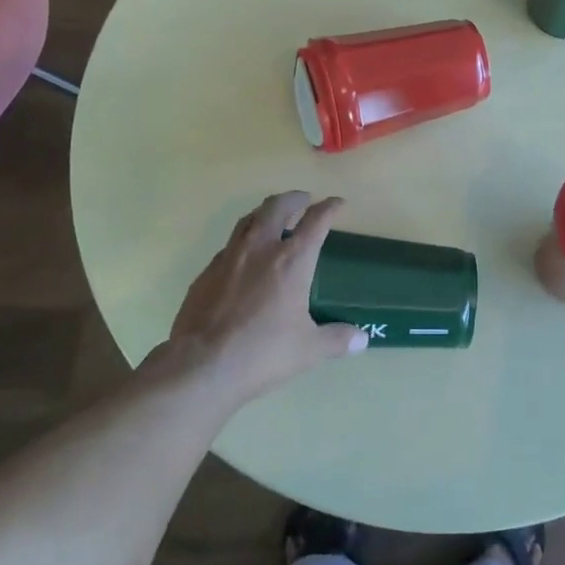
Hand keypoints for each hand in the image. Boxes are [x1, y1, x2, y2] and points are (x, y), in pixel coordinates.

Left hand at [162, 193, 364, 406]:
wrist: (201, 366)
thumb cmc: (262, 352)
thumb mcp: (308, 350)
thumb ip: (337, 339)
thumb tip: (362, 339)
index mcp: (292, 261)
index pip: (316, 221)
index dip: (329, 208)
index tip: (337, 203)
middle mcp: (261, 249)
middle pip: (277, 207)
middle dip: (293, 198)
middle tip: (303, 200)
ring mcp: (229, 258)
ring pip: (248, 220)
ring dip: (265, 213)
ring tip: (272, 218)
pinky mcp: (206, 273)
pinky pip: (228, 246)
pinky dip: (243, 242)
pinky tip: (244, 259)